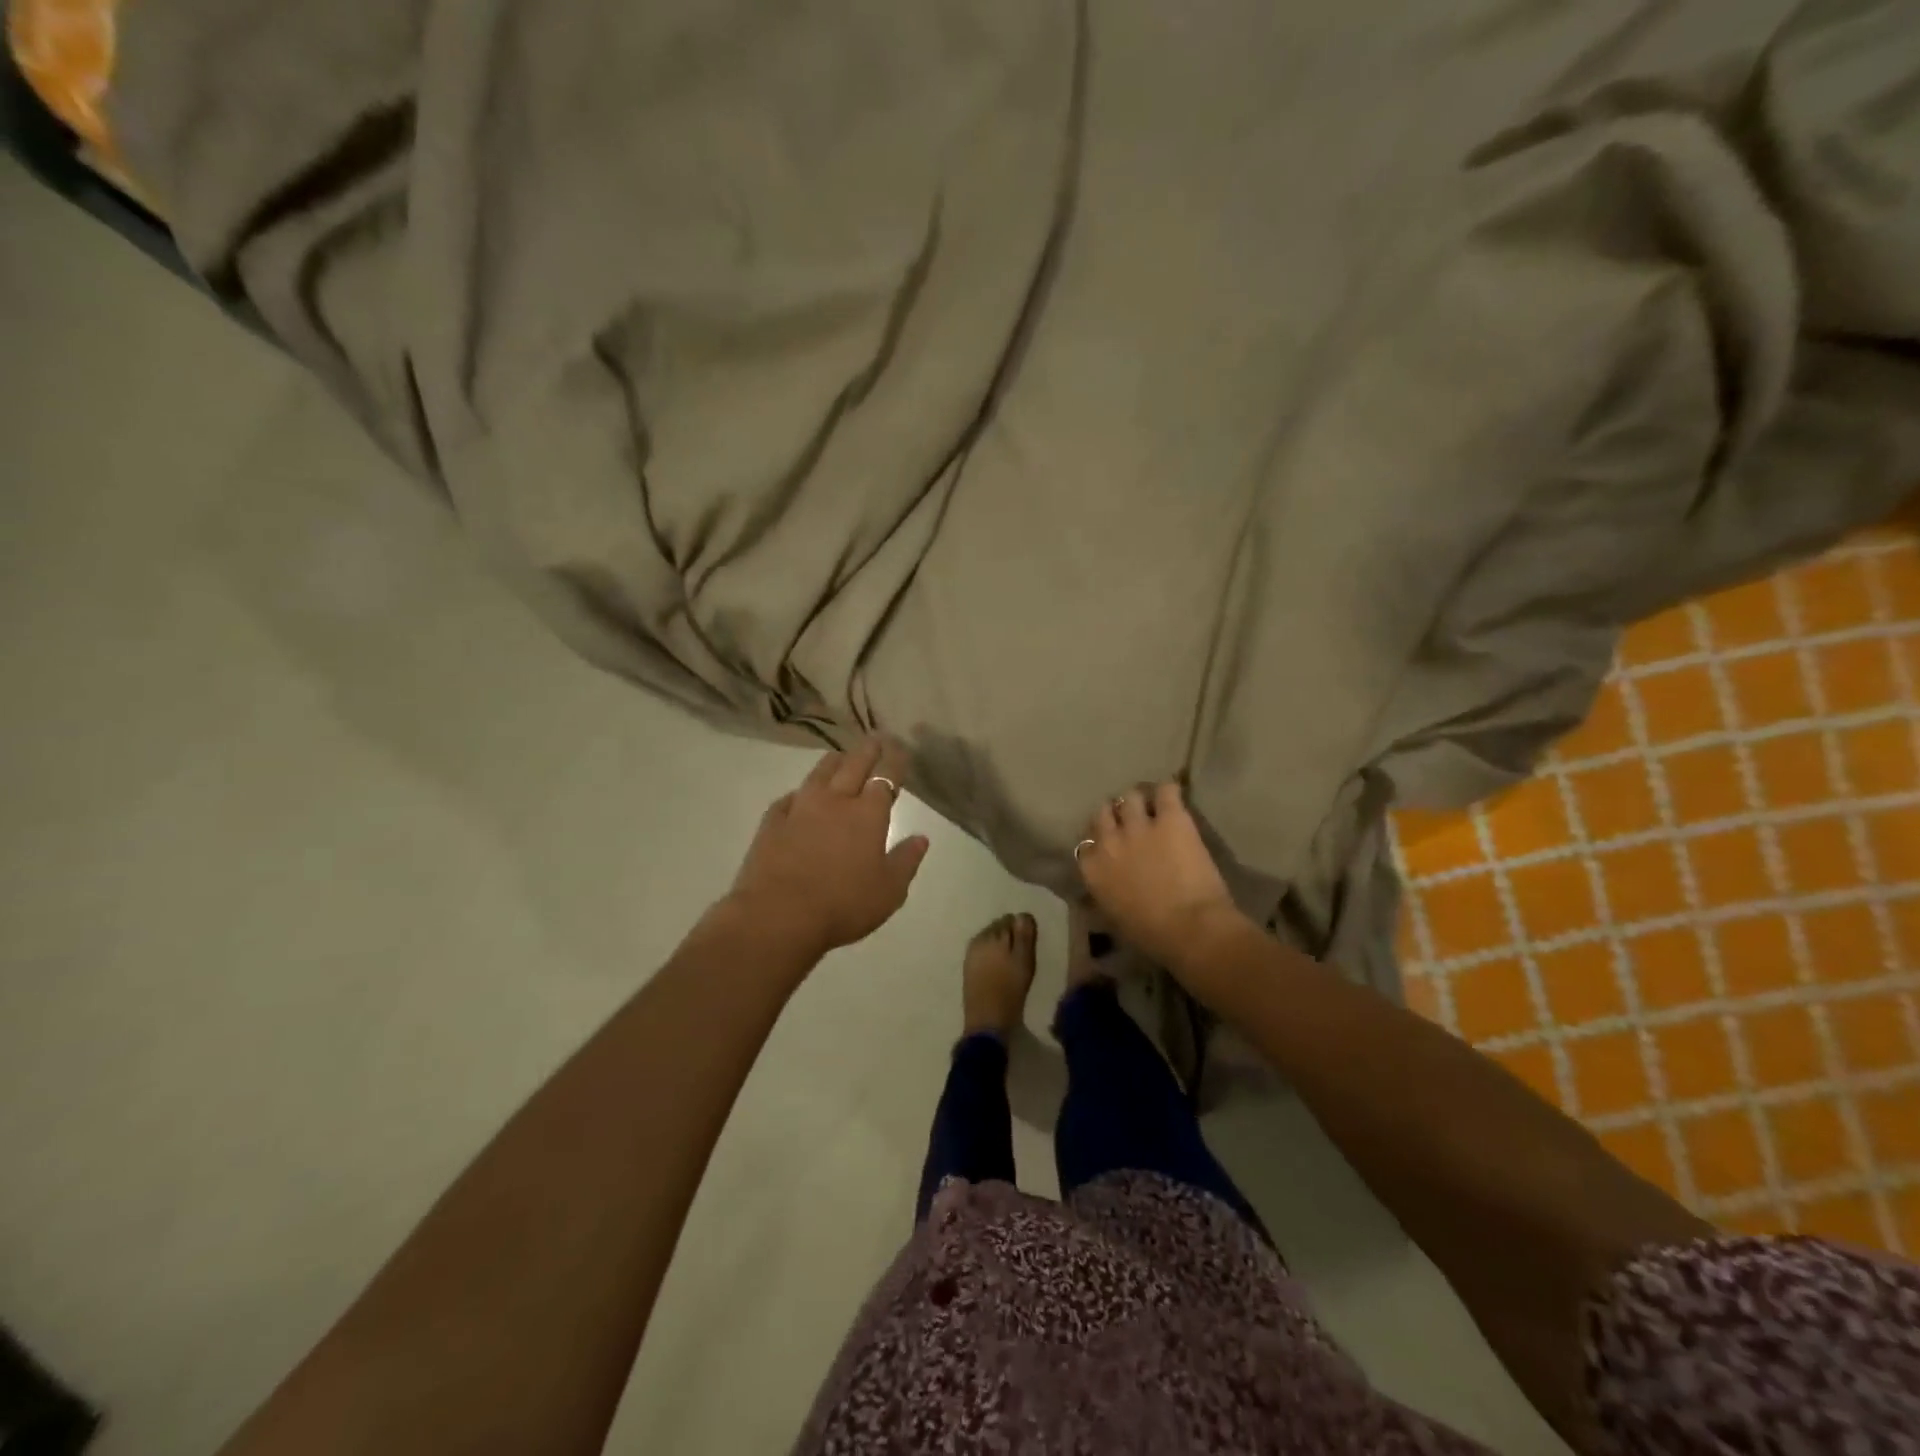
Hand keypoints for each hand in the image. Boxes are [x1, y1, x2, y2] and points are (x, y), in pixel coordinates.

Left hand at [723, 738, 930, 959]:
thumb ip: (906, 861)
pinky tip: (798, 795)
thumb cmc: (843, 905)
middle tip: (875, 738)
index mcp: (868, 815)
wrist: (779, 915)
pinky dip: (799, 793)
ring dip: (833, 762)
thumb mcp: (889, 891)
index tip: (899, 748)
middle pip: (853, 766)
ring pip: (819, 774)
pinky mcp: (772, 823)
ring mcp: (800, 809)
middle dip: (867, 750)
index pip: (885, 777)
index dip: (894, 761)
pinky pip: (788, 798)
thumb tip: (921, 838)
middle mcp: (835, 802)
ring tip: (840, 755)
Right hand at [1075, 781, 1248, 971]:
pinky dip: (1170, 791)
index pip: (1086, 843)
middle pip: (1104, 812)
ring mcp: (1139, 825)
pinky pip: (1166, 790)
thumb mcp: (1115, 918)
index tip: (1110, 846)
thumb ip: (1104, 894)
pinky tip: (1174, 797)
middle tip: (1131, 823)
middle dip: (1115, 816)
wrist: (1190, 928)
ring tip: (1153, 807)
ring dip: (1140, 802)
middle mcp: (1109, 840)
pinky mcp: (1171, 818)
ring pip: (1131, 796)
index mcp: (1092, 869)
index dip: (1100, 841)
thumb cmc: (1152, 936)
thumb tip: (1103, 889)